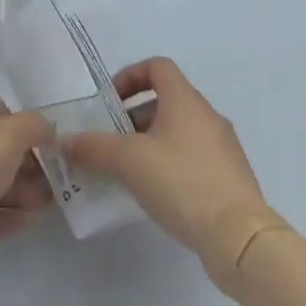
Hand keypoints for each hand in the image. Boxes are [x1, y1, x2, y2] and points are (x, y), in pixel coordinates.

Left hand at [0, 99, 52, 282]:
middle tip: (54, 184)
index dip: (28, 127)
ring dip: (20, 193)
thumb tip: (47, 129)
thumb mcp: (10, 134)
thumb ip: (34, 126)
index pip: (2, 113)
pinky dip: (4, 216)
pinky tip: (24, 224)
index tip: (52, 148)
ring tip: (44, 207)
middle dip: (28, 166)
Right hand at [62, 58, 273, 281]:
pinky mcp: (232, 179)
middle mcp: (208, 116)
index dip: (131, 77)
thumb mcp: (128, 162)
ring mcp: (224, 148)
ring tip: (132, 173)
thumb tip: (65, 141)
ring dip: (153, 143)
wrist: (240, 239)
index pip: (157, 67)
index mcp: (185, 100)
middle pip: (167, 101)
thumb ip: (94, 148)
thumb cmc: (182, 183)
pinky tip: (159, 195)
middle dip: (136, 117)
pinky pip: (195, 159)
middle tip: (114, 143)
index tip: (111, 102)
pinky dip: (173, 166)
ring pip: (181, 132)